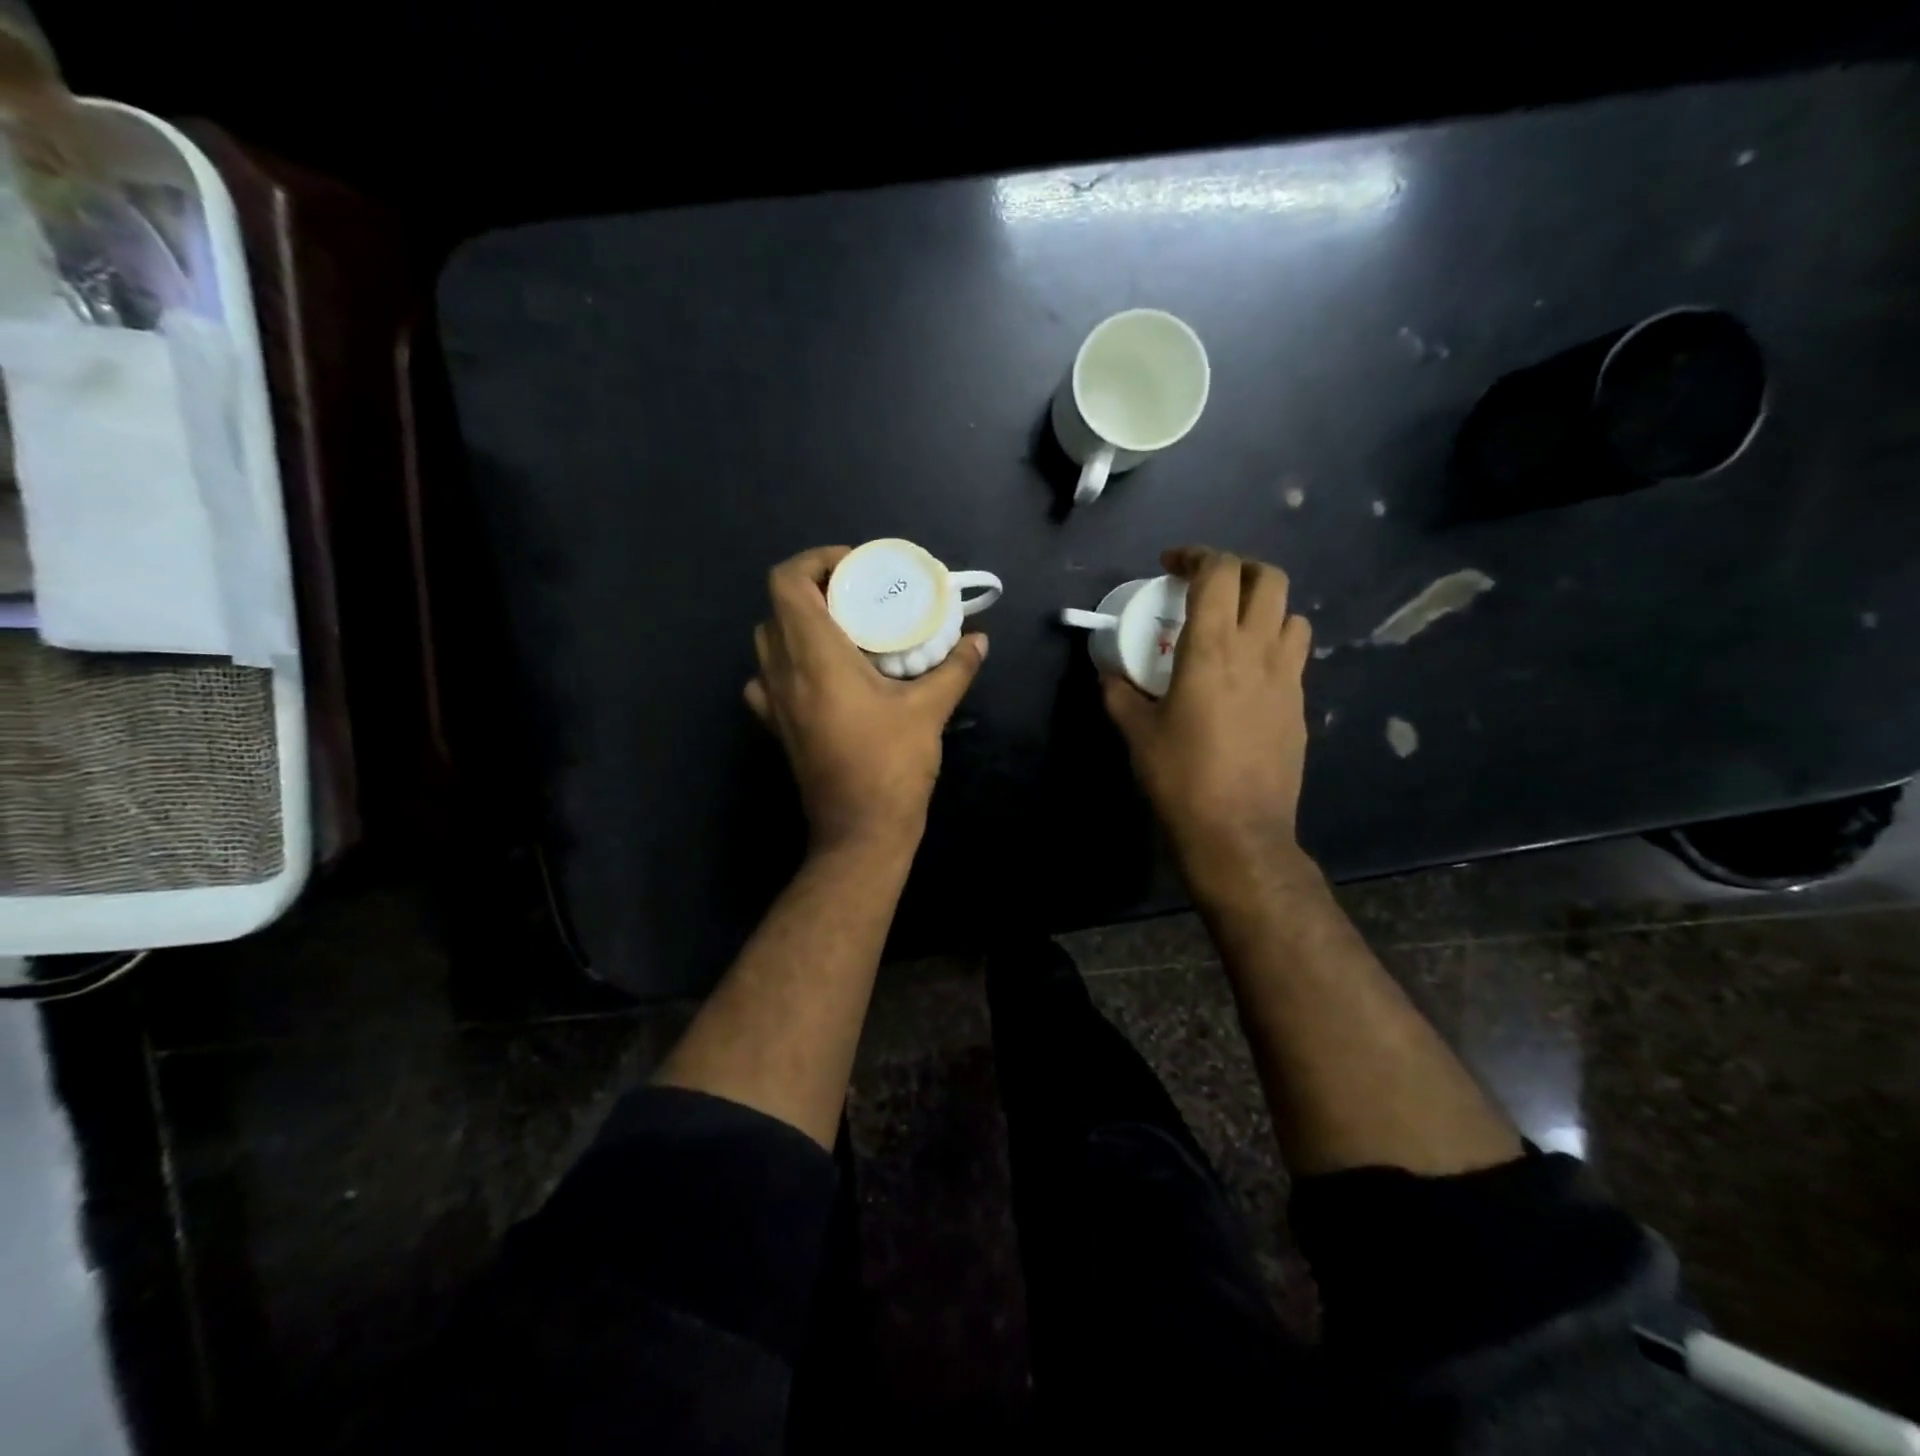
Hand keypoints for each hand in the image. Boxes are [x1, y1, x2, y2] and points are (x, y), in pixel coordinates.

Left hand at [746, 546, 988, 854]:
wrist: (859, 831)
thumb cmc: (891, 765)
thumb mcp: (930, 710)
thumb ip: (955, 667)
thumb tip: (979, 640)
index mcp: (814, 656)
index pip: (788, 581)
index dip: (816, 561)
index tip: (856, 569)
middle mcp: (782, 671)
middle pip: (778, 605)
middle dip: (814, 589)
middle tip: (858, 596)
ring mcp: (772, 701)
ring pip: (768, 639)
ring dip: (799, 622)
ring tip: (843, 630)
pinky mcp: (775, 726)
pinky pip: (768, 677)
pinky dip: (788, 662)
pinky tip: (821, 675)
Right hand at [1101, 546, 1313, 878]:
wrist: (1238, 831)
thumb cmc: (1180, 777)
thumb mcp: (1136, 733)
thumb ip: (1120, 694)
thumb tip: (1108, 675)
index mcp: (1212, 648)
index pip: (1218, 572)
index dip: (1195, 555)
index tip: (1171, 565)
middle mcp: (1258, 650)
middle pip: (1269, 578)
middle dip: (1238, 570)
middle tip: (1207, 589)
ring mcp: (1287, 677)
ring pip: (1291, 614)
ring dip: (1263, 608)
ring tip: (1234, 629)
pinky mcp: (1299, 705)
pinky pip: (1294, 655)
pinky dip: (1273, 646)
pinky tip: (1247, 676)